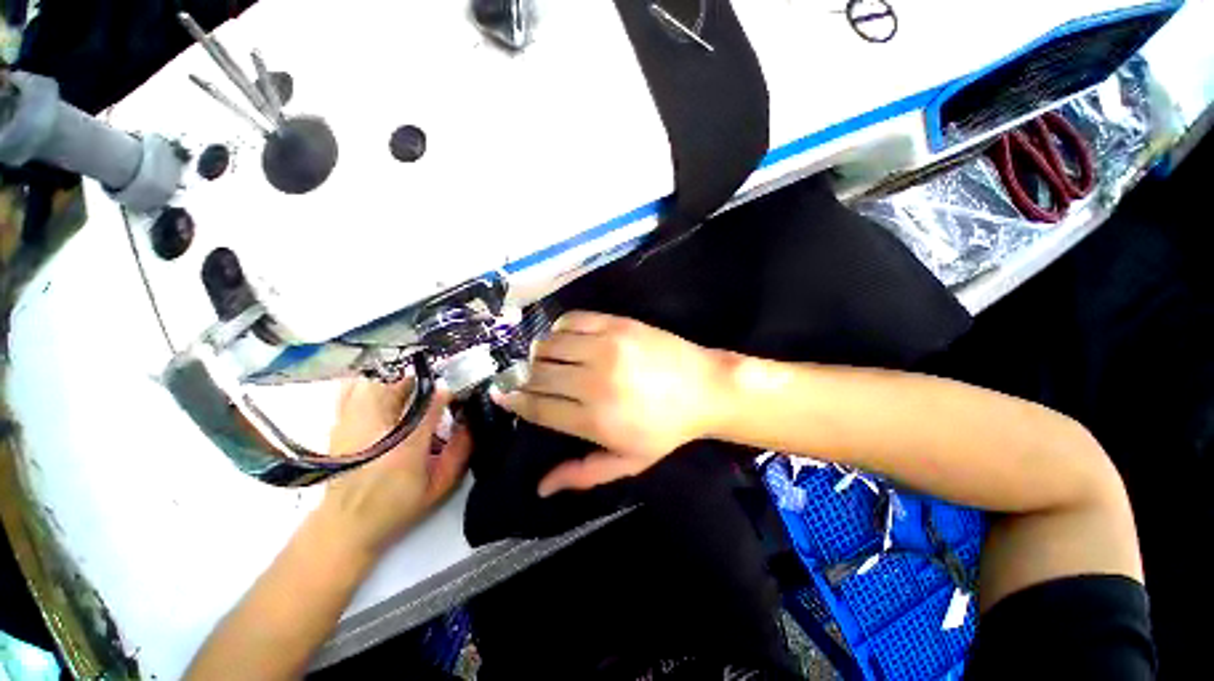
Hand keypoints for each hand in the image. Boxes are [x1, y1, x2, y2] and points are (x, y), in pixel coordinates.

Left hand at [319, 379, 471, 556]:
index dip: (450, 391)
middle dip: (424, 381)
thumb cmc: (397, 506)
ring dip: (398, 380)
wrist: (346, 525)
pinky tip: (380, 389)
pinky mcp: (338, 424)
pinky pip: (350, 389)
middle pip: (402, 384)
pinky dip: (368, 383)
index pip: (433, 402)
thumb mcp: (439, 485)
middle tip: (436, 389)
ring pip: (376, 381)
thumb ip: (460, 452)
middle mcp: (377, 428)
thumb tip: (471, 421)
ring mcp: (352, 423)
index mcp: (407, 445)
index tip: (460, 391)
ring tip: (411, 388)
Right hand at [493, 312, 727, 496]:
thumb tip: (540, 488)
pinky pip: (572, 320)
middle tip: (524, 379)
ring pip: (549, 345)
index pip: (538, 407)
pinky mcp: (617, 325)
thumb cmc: (667, 429)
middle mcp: (594, 382)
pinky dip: (560, 329)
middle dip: (523, 378)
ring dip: (539, 354)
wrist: (705, 388)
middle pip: (538, 375)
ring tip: (545, 360)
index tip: (503, 395)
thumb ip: (582, 474)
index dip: (515, 401)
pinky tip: (566, 339)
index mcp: (595, 420)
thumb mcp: (628, 462)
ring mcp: (606, 348)